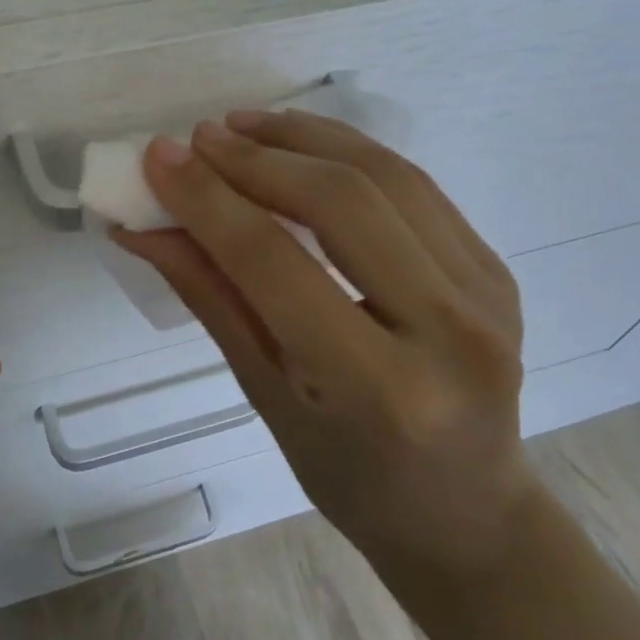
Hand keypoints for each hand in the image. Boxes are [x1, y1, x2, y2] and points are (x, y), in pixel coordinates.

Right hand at [117, 110, 531, 582]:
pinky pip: (413, 185)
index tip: (159, 156)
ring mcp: (485, 292)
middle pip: (341, 202)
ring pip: (384, 175)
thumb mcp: (266, 396)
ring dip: (303, 138)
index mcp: (380, 388)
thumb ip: (210, 297)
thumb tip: (144, 228)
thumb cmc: (350, 476)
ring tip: (242, 126)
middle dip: (257, 158)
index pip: (275, 264)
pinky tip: (300, 144)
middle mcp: (448, 330)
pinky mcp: (495, 267)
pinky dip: (348, 151)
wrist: (467, 513)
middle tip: (198, 139)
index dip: (208, 200)